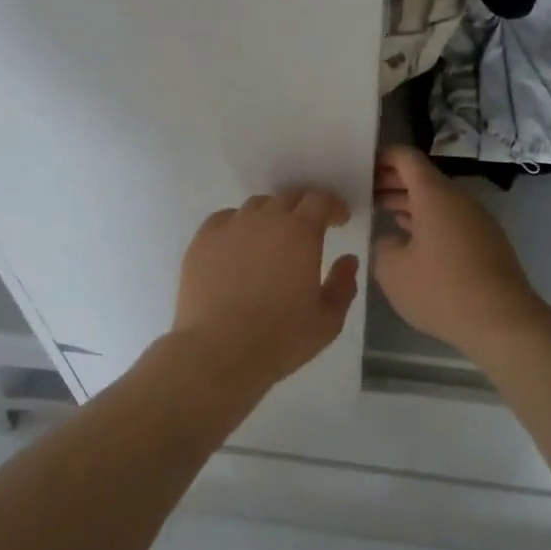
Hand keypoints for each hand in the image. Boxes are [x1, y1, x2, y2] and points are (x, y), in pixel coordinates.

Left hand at [171, 188, 360, 392]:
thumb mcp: (328, 320)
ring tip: (271, 240)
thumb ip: (344, 284)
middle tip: (309, 229)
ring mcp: (230, 226)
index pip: (320, 200)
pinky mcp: (202, 240)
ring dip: (271, 216)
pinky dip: (238, 226)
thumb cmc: (280, 338)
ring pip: (256, 207)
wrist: (218, 352)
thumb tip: (348, 260)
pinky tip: (238, 247)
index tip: (339, 220)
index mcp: (300, 232)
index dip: (333, 206)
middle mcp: (265, 218)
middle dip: (304, 209)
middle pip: (289, 198)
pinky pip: (225, 219)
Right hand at [372, 146, 545, 356]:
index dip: (382, 157)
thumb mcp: (393, 270)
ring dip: (409, 204)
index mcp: (434, 194)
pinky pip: (451, 221)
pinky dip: (427, 223)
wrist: (503, 322)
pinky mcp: (487, 243)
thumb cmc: (442, 289)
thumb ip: (382, 246)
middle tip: (363, 192)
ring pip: (437, 202)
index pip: (406, 158)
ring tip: (382, 215)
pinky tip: (412, 244)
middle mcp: (459, 199)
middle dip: (392, 182)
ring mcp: (477, 221)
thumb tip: (391, 240)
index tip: (360, 165)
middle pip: (422, 178)